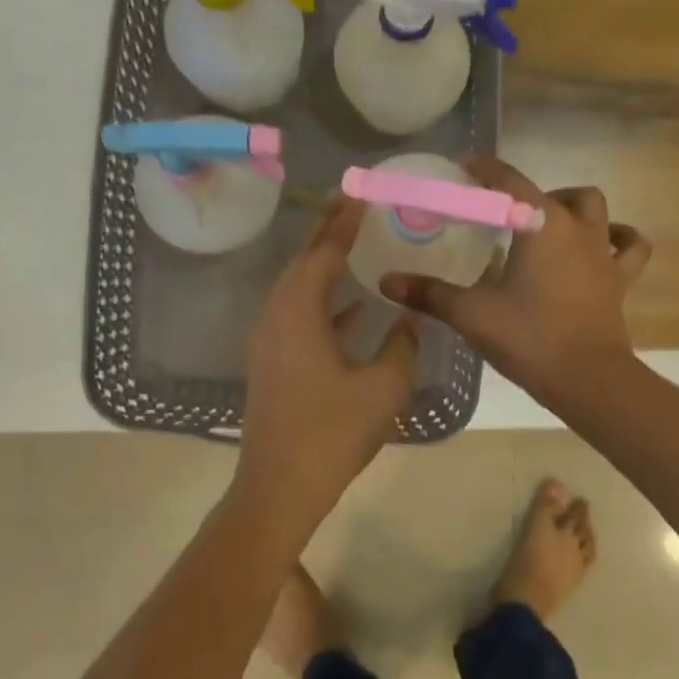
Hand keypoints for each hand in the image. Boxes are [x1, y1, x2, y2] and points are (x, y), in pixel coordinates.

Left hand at [235, 197, 418, 523]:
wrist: (280, 486)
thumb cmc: (333, 433)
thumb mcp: (383, 388)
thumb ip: (402, 345)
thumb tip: (409, 319)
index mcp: (299, 313)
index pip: (323, 252)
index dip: (344, 222)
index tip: (361, 193)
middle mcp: (277, 316)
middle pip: (303, 262)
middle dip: (328, 233)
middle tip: (354, 206)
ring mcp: (269, 340)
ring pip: (298, 289)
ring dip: (323, 265)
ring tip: (354, 244)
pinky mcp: (272, 361)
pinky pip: (297, 315)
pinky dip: (323, 303)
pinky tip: (353, 308)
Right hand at [379, 157, 650, 404]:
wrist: (588, 379)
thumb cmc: (529, 337)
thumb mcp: (472, 314)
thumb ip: (429, 293)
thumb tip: (387, 281)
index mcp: (539, 225)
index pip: (510, 182)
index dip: (486, 170)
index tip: (466, 165)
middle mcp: (576, 229)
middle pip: (557, 193)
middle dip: (531, 195)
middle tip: (506, 216)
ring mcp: (603, 253)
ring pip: (597, 211)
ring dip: (575, 208)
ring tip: (551, 224)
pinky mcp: (619, 280)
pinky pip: (630, 248)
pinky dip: (620, 239)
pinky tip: (605, 245)